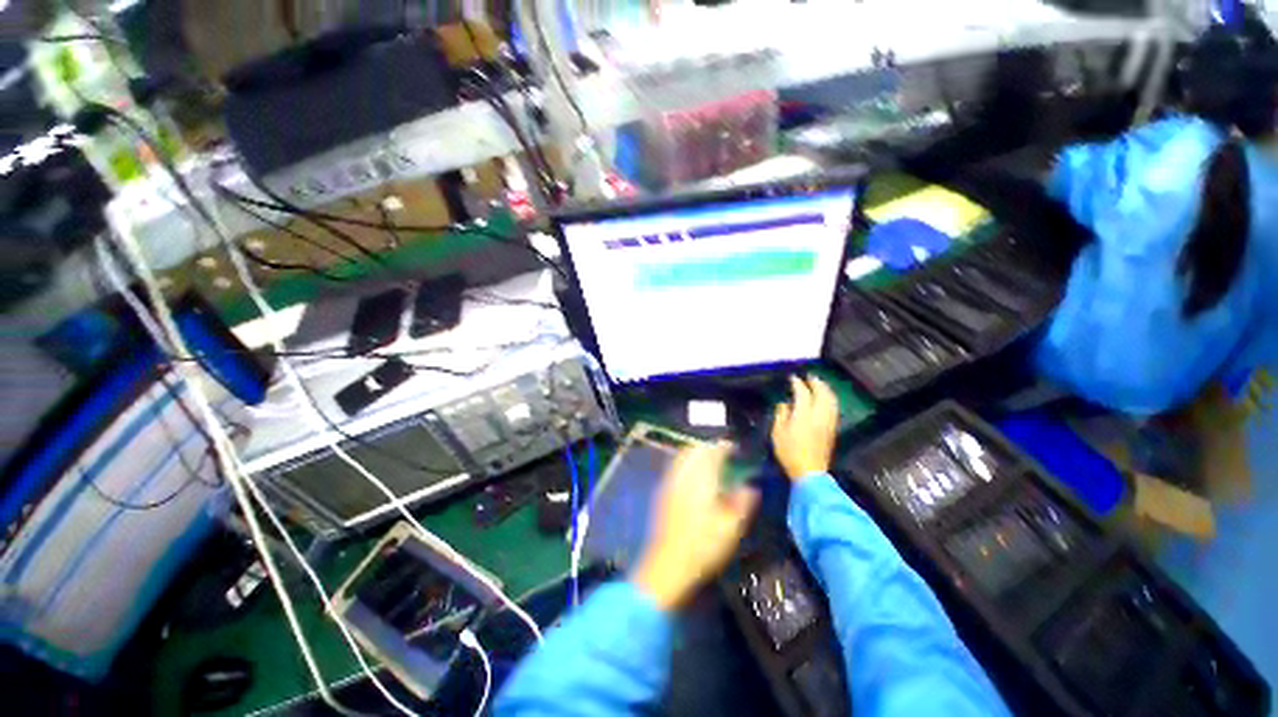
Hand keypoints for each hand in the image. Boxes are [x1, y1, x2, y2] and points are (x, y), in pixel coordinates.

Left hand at [633, 442, 759, 609]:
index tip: (736, 450)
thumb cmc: (703, 544)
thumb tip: (750, 487)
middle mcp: (684, 473)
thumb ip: (743, 502)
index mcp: (702, 477)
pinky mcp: (663, 491)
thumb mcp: (731, 526)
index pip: (713, 451)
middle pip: (696, 449)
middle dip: (710, 448)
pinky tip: (695, 479)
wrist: (668, 562)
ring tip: (711, 466)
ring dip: (697, 454)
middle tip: (724, 457)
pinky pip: (676, 467)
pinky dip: (687, 464)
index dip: (725, 447)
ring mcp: (671, 481)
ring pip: (684, 456)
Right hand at [771, 375, 840, 481]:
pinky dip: (830, 399)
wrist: (809, 471)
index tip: (793, 377)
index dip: (798, 383)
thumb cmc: (789, 452)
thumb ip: (781, 414)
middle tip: (810, 376)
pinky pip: (833, 408)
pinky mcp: (832, 429)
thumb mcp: (778, 432)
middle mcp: (819, 415)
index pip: (803, 393)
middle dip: (816, 383)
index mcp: (804, 414)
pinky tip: (826, 399)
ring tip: (820, 384)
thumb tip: (784, 403)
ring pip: (831, 400)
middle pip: (822, 393)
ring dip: (826, 389)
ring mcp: (828, 422)